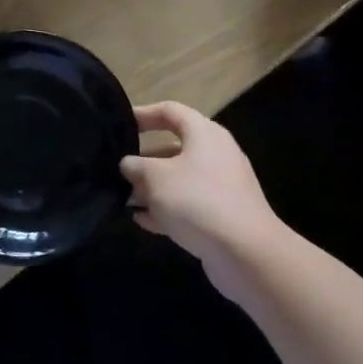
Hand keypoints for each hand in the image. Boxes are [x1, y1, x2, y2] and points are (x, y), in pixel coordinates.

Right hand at [121, 102, 286, 298]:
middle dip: (144, 159)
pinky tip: (143, 220)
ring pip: (180, 178)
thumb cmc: (196, 200)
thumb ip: (135, 166)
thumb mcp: (155, 177)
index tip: (119, 124)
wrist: (245, 252)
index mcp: (204, 133)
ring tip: (124, 199)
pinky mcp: (223, 214)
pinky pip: (189, 203)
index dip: (143, 114)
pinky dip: (167, 208)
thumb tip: (128, 164)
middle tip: (117, 169)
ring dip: (152, 187)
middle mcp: (216, 154)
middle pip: (174, 147)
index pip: (170, 111)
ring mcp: (222, 186)